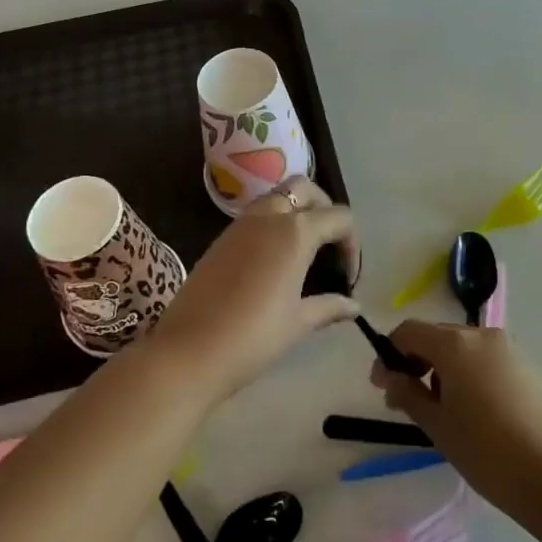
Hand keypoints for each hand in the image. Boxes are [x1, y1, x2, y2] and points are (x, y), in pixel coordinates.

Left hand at [147, 177, 359, 401]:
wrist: (187, 352)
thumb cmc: (253, 337)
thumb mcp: (299, 323)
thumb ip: (329, 307)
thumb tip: (354, 306)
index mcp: (296, 231)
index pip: (340, 217)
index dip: (352, 245)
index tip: (348, 278)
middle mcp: (269, 216)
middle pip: (306, 189)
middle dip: (324, 209)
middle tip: (329, 245)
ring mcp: (241, 224)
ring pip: (277, 197)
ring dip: (296, 213)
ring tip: (304, 253)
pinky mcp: (221, 238)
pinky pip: (256, 216)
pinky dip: (273, 225)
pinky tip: (274, 262)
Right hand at [371, 321, 541, 516]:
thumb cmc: (485, 451)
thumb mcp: (437, 425)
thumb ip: (408, 393)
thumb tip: (390, 376)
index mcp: (455, 344)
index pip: (409, 331)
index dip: (390, 354)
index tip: (381, 385)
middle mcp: (482, 335)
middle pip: (437, 336)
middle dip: (416, 361)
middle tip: (406, 399)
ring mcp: (509, 348)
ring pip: (464, 348)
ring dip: (444, 368)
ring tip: (442, 409)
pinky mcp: (527, 366)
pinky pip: (487, 360)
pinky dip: (470, 374)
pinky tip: (476, 411)